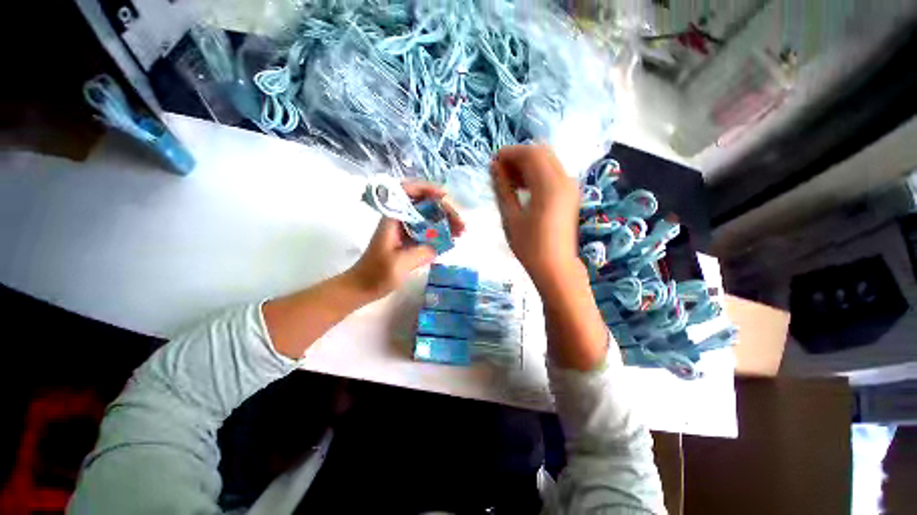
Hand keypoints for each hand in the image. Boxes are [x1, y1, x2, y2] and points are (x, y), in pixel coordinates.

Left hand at [347, 182, 464, 299]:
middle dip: (445, 209)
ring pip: (429, 217)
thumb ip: (421, 252)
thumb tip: (441, 243)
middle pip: (425, 204)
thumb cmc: (376, 274)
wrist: (363, 287)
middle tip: (461, 224)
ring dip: (446, 221)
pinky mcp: (410, 240)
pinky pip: (429, 229)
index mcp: (393, 218)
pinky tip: (452, 239)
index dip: (427, 189)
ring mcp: (406, 229)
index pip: (408, 192)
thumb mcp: (400, 264)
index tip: (445, 197)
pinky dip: (441, 231)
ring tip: (461, 232)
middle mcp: (400, 219)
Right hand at [491, 145, 582, 289]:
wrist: (555, 266)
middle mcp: (564, 180)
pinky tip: (524, 187)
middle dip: (519, 157)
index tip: (493, 163)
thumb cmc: (529, 245)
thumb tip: (494, 167)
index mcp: (549, 185)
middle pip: (541, 153)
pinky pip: (553, 173)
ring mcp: (570, 186)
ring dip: (528, 165)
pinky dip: (537, 173)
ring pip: (548, 162)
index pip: (530, 154)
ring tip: (509, 180)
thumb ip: (502, 188)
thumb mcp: (510, 216)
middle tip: (501, 172)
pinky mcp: (570, 194)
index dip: (509, 153)